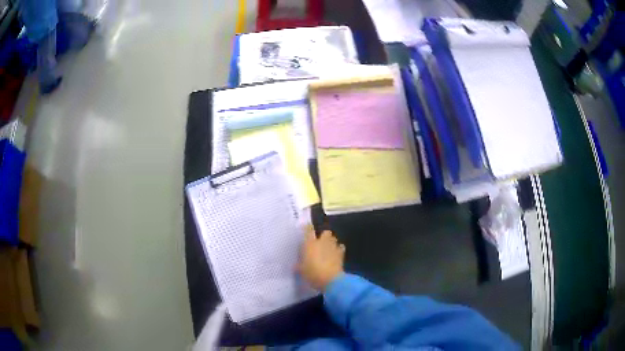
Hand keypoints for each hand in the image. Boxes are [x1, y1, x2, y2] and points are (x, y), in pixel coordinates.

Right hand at [298, 228, 344, 290]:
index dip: (308, 227)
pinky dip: (339, 249)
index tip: (307, 227)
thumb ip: (298, 266)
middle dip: (324, 235)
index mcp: (310, 244)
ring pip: (334, 238)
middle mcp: (322, 242)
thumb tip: (295, 266)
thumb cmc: (313, 273)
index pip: (309, 230)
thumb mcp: (302, 271)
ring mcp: (333, 247)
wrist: (331, 280)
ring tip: (328, 249)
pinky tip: (336, 254)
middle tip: (320, 242)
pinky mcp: (341, 254)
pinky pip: (341, 247)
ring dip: (331, 242)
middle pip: (326, 232)